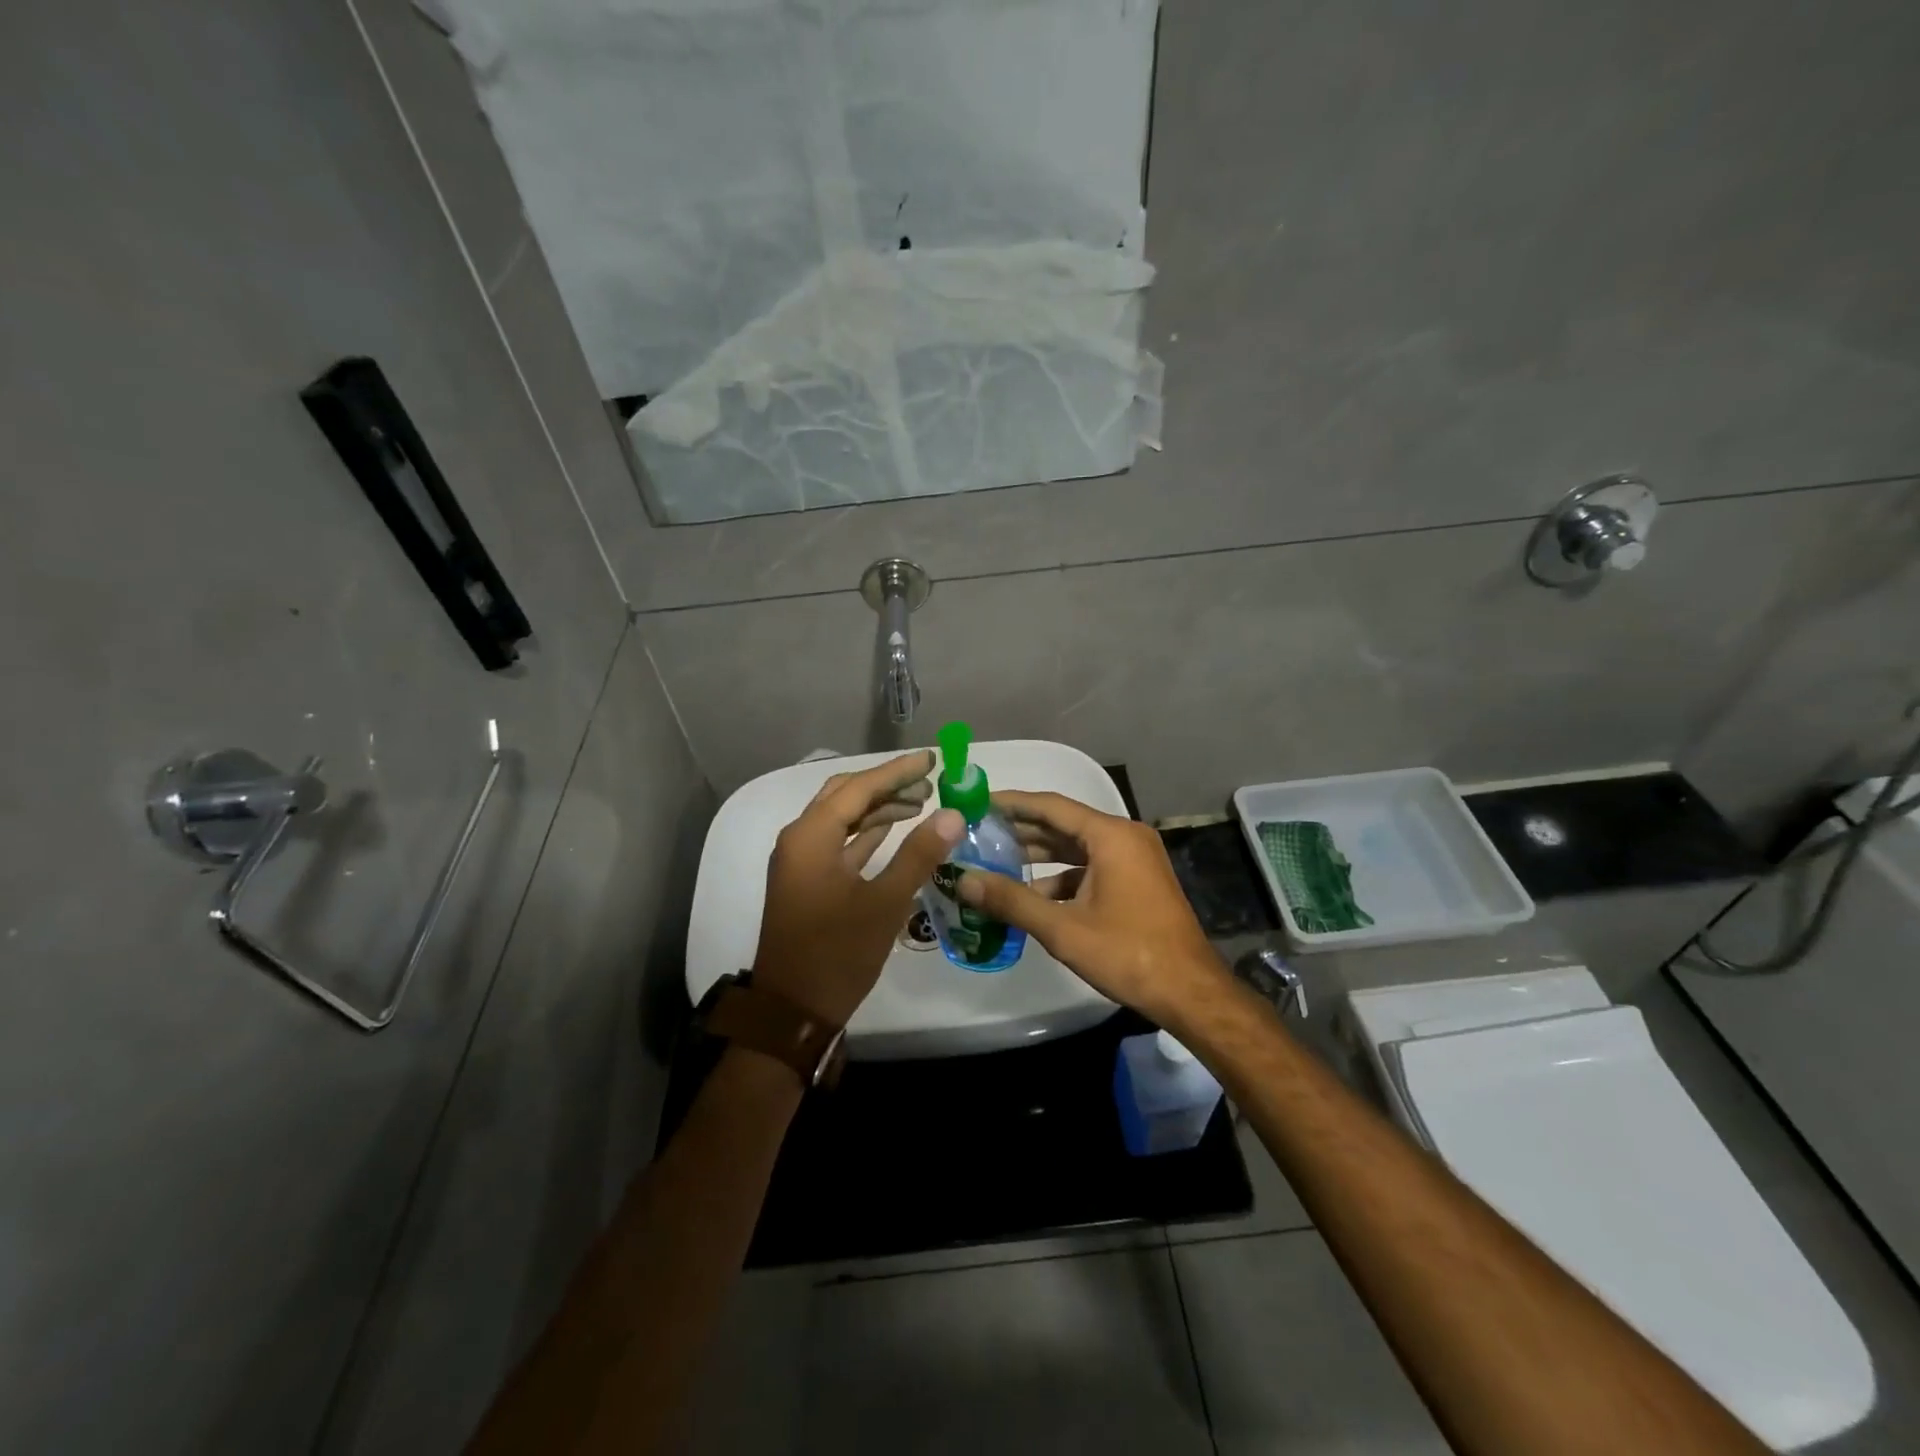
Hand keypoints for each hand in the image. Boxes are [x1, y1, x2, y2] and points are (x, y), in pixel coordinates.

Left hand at [752, 750, 964, 1026]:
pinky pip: (839, 842)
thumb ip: (919, 854)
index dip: (897, 771)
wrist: (793, 1011)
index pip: (859, 788)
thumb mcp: (885, 903)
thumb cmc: (838, 953)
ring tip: (921, 802)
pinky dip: (866, 833)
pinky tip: (894, 830)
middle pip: (846, 796)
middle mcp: (799, 839)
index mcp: (811, 836)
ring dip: (878, 808)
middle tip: (930, 781)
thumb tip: (953, 813)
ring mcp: (800, 861)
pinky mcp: (807, 881)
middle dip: (887, 785)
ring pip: (842, 818)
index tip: (932, 758)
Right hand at [956, 790, 1229, 1027]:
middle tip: (979, 832)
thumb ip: (1012, 900)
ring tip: (996, 861)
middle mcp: (1124, 837)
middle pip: (1063, 823)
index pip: (1051, 806)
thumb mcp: (1063, 928)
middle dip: (1021, 829)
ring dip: (1039, 855)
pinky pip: (1091, 867)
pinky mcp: (1137, 881)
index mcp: (1110, 836)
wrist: (1189, 992)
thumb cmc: (1127, 953)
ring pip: (1077, 847)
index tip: (978, 802)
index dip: (1012, 803)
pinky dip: (1062, 876)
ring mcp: (1134, 859)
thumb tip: (964, 880)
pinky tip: (1033, 894)